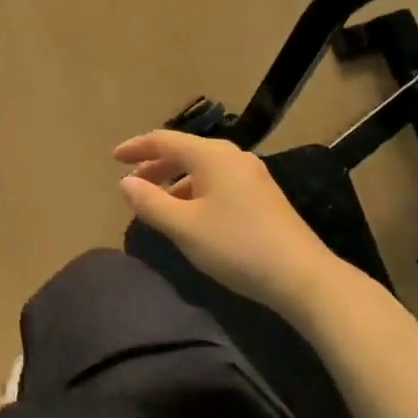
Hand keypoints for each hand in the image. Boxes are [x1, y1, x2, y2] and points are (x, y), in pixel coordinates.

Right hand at [115, 130, 348, 310]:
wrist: (303, 277)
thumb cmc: (236, 246)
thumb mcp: (184, 227)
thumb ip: (150, 202)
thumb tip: (125, 183)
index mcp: (211, 155)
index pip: (163, 140)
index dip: (136, 148)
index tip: (114, 158)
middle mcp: (232, 156)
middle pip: (184, 151)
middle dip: (155, 166)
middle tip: (132, 185)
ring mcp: (251, 175)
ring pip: (202, 168)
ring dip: (175, 182)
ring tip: (158, 205)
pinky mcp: (263, 196)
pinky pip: (218, 181)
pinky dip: (195, 191)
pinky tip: (191, 216)